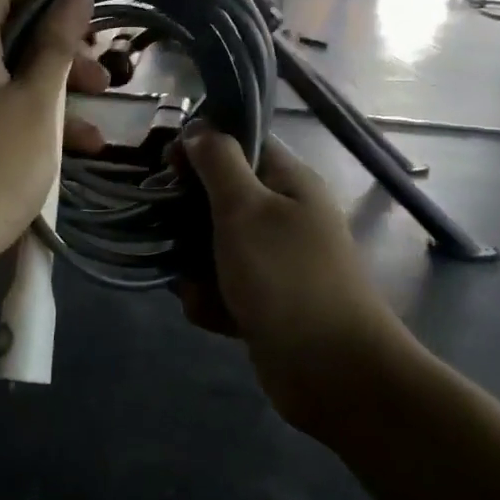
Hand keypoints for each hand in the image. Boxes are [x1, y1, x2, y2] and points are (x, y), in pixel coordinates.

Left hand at [0, 0, 107, 276]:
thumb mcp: (37, 102)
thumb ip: (56, 43)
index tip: (82, 9)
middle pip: (6, 41)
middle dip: (59, 54)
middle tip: (102, 77)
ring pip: (5, 86)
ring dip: (53, 99)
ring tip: (97, 134)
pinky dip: (29, 127)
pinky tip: (67, 158)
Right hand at [174, 129, 415, 435]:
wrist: (331, 371)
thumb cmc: (286, 278)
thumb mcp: (246, 209)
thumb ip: (219, 163)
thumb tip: (200, 128)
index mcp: (288, 182)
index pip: (241, 145)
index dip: (202, 149)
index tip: (168, 165)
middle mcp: (283, 216)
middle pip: (219, 198)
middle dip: (188, 219)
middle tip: (169, 232)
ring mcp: (274, 261)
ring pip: (212, 247)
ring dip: (195, 267)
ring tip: (196, 286)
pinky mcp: (264, 301)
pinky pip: (222, 287)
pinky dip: (212, 301)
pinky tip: (214, 316)